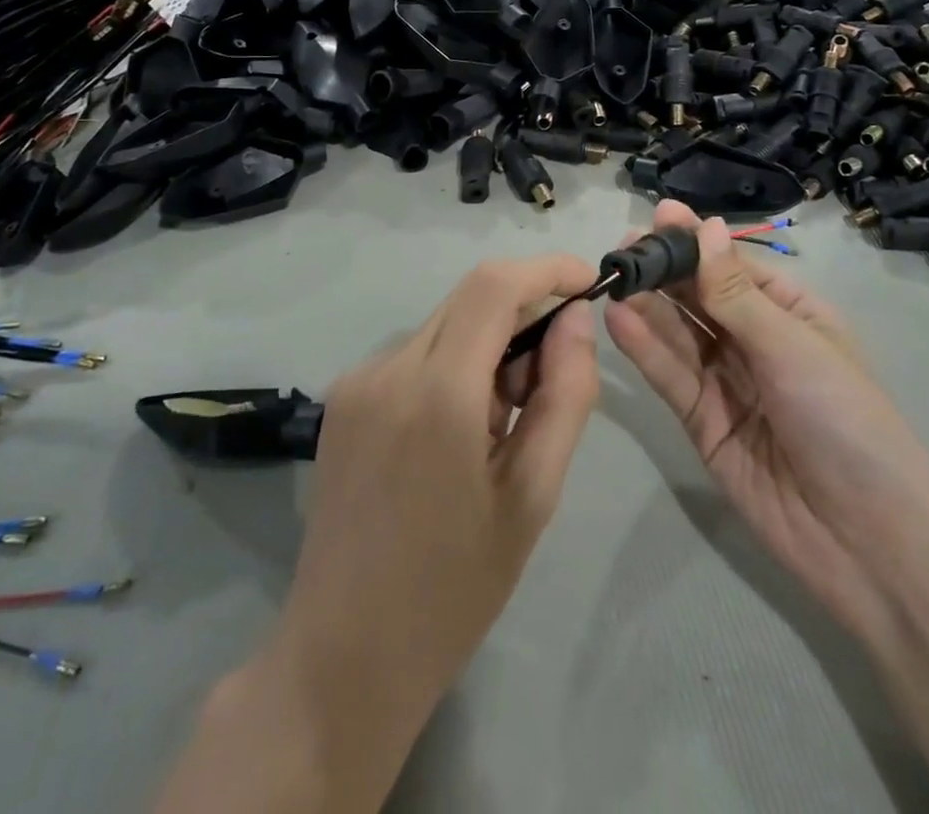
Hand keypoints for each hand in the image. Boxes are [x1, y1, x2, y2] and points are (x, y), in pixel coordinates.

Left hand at [272, 254, 601, 755]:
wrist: (341, 657)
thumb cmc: (453, 589)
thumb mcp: (533, 495)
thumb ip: (565, 394)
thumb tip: (576, 319)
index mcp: (437, 393)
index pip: (494, 286)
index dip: (546, 270)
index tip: (587, 284)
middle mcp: (388, 368)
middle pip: (469, 298)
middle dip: (522, 314)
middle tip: (545, 384)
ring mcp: (357, 380)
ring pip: (444, 324)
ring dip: (487, 345)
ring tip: (498, 425)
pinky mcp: (342, 397)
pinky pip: (414, 353)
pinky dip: (452, 366)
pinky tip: (455, 433)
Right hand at [605, 201, 928, 633]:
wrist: (868, 541)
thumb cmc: (844, 421)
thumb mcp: (792, 347)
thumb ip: (735, 293)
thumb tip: (705, 226)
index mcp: (790, 313)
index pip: (733, 267)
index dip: (697, 242)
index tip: (658, 215)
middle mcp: (754, 340)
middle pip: (700, 297)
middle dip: (664, 270)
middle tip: (622, 248)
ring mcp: (726, 381)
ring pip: (679, 333)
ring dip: (647, 305)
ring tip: (612, 277)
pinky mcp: (702, 421)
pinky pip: (671, 376)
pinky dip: (645, 348)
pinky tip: (619, 319)